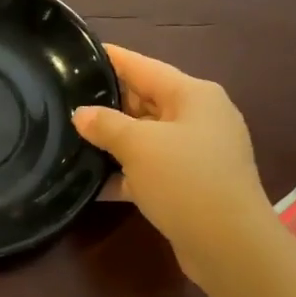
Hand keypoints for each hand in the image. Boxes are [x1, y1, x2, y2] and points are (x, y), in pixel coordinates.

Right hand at [73, 46, 269, 284]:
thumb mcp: (138, 146)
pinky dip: (126, 173)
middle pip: (146, 101)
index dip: (113, 59)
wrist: (228, 243)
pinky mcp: (191, 185)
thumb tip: (81, 114)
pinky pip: (152, 169)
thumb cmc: (185, 180)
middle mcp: (200, 118)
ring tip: (72, 138)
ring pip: (147, 137)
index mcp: (194, 95)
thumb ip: (106, 125)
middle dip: (109, 103)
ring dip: (114, 141)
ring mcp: (198, 154)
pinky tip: (93, 182)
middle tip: (67, 99)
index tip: (82, 53)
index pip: (144, 67)